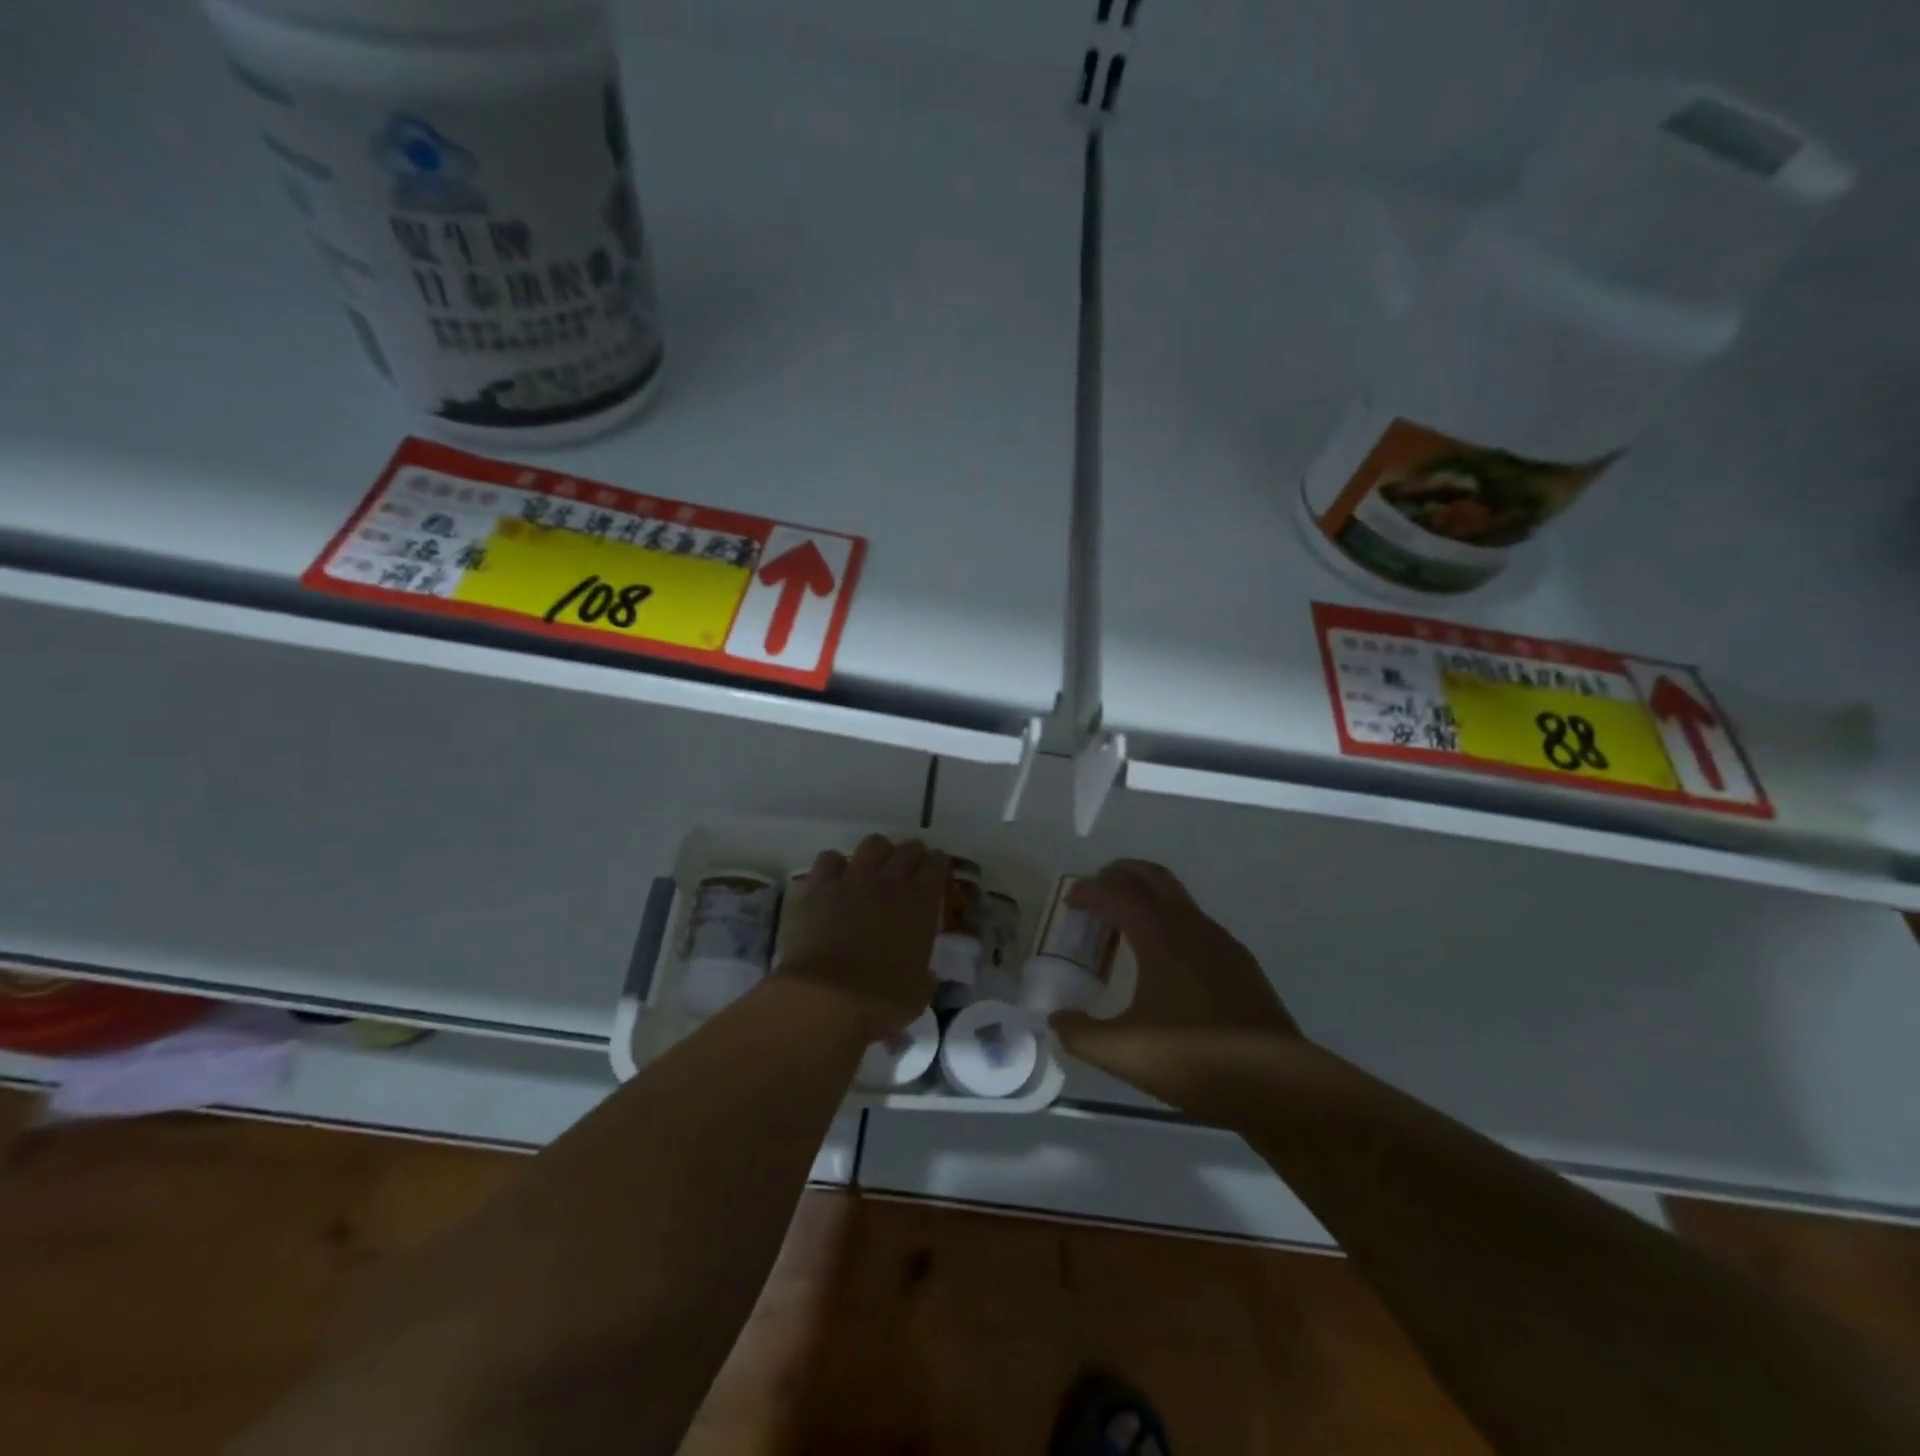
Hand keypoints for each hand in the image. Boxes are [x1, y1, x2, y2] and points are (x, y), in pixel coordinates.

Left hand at [774, 835, 943, 1040]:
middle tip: (908, 868)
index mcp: (920, 902)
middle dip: (911, 855)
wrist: (826, 998)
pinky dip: (834, 867)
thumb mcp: (918, 992)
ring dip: (876, 854)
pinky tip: (833, 880)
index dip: (938, 864)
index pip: (937, 866)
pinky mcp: (818, 886)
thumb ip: (924, 975)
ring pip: (871, 844)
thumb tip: (924, 974)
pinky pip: (829, 859)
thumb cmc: (881, 1000)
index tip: (937, 869)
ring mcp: (851, 879)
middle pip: (907, 849)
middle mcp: (889, 880)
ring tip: (871, 868)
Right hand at [1051, 860, 1300, 1104]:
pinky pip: (1195, 924)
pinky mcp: (1240, 964)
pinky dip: (1169, 923)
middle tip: (1095, 893)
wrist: (1278, 1086)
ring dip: (1147, 898)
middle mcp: (1191, 926)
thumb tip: (1057, 1021)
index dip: (1088, 891)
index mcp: (1160, 935)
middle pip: (1151, 876)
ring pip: (1177, 898)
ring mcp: (1221, 943)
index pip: (1116, 893)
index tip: (1070, 902)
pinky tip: (1164, 963)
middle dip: (1119, 875)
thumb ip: (1080, 1034)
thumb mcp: (1123, 1052)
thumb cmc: (1194, 1059)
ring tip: (1124, 928)